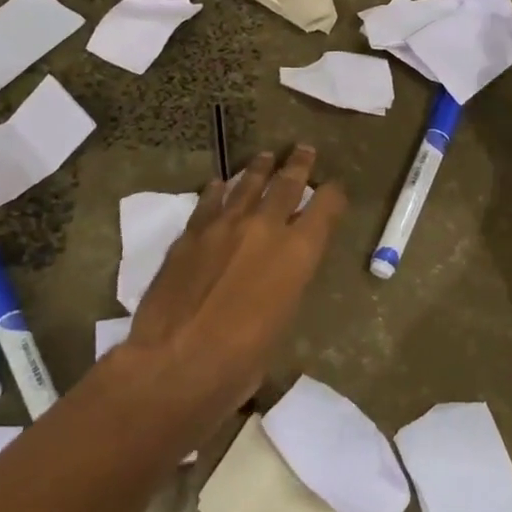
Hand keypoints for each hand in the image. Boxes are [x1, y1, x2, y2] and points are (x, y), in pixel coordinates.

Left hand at [116, 145, 345, 443]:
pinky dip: (217, 190)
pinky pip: (209, 202)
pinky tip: (217, 184)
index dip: (333, 194)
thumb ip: (286, 284)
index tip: (335, 188)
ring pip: (247, 185)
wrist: (177, 361)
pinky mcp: (191, 232)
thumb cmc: (241, 361)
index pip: (325, 208)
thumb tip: (281, 272)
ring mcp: (225, 225)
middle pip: (287, 184)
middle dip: (299, 165)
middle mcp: (265, 228)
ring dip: (259, 169)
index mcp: (298, 253)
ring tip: (265, 157)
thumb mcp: (282, 322)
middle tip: (303, 149)